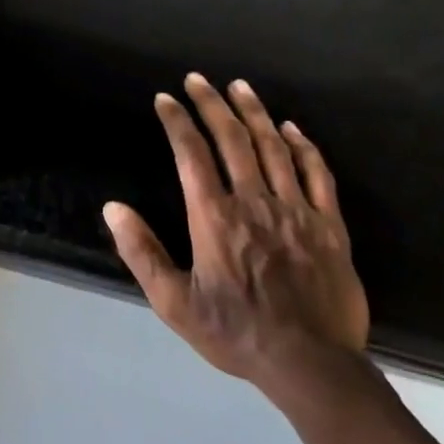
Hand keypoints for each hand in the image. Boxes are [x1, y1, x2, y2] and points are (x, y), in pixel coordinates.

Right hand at [103, 74, 367, 397]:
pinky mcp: (330, 227)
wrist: (311, 364)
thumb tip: (113, 208)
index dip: (177, 122)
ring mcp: (297, 211)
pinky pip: (318, 175)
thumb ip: (141, 252)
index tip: (165, 99)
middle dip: (212, 104)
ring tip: (240, 87)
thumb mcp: (173, 302)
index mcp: (214, 217)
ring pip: (275, 148)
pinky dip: (304, 147)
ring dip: (255, 113)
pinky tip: (293, 129)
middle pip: (232, 139)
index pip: (192, 154)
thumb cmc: (235, 332)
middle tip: (198, 79)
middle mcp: (255, 202)